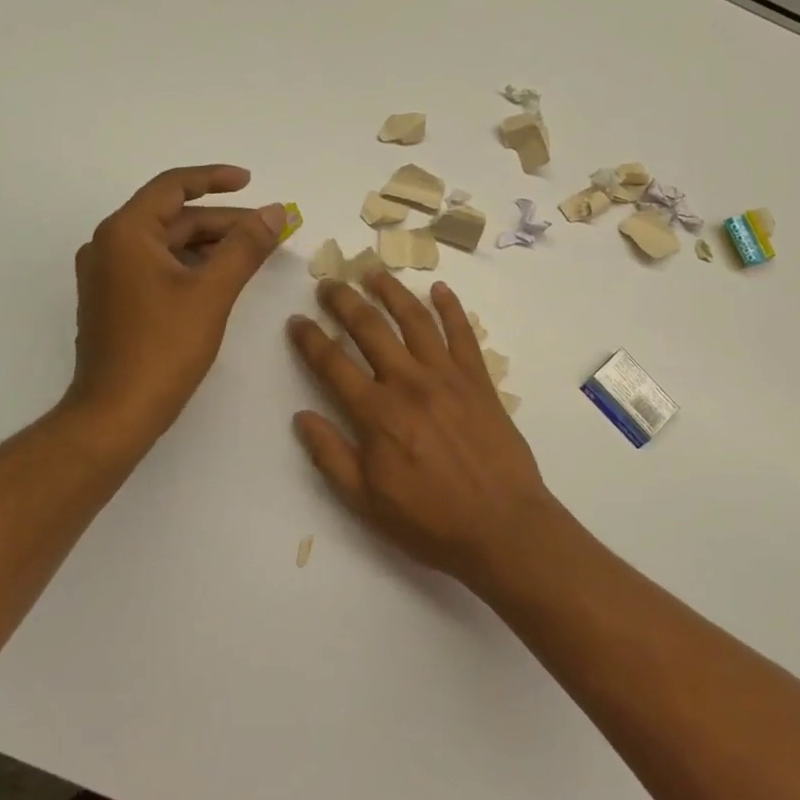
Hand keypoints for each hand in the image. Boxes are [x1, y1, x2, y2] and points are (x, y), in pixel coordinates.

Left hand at [66, 165, 285, 440]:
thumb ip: (245, 247)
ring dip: (210, 245)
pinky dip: (191, 266)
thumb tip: (275, 213)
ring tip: (253, 252)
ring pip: (167, 245)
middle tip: (268, 229)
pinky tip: (222, 278)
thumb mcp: (212, 292)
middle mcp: (110, 245)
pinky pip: (157, 267)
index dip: (215, 179)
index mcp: (126, 233)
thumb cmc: (163, 348)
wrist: (116, 412)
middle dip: (223, 221)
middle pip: (173, 218)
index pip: (173, 187)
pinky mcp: (115, 301)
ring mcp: (108, 275)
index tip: (250, 182)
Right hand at [288, 271, 562, 584]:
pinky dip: (451, 308)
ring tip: (374, 273)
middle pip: (370, 329)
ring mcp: (448, 377)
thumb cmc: (430, 521)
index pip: (332, 363)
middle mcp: (409, 383)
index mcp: (376, 413)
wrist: (502, 526)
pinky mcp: (479, 380)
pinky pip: (463, 334)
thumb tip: (302, 416)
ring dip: (392, 292)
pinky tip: (440, 289)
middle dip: (344, 302)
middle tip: (329, 284)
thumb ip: (330, 456)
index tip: (296, 321)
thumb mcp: (365, 501)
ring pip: (415, 320)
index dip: (310, 339)